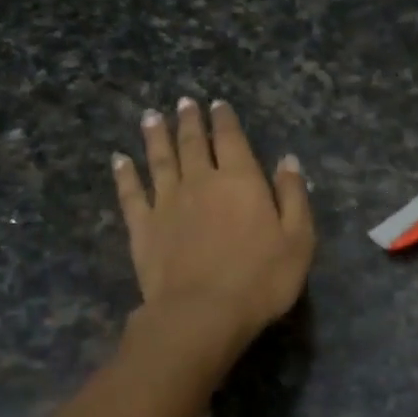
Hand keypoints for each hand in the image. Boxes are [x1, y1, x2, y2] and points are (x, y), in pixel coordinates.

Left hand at [113, 99, 314, 354]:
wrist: (202, 313)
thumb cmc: (261, 279)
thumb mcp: (298, 239)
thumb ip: (293, 196)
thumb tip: (288, 160)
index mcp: (241, 180)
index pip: (232, 140)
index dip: (225, 120)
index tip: (217, 104)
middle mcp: (201, 181)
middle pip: (193, 143)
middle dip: (190, 121)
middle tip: (184, 103)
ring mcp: (167, 202)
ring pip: (160, 160)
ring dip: (156, 136)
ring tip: (151, 116)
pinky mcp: (143, 227)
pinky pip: (131, 193)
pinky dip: (125, 174)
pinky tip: (119, 160)